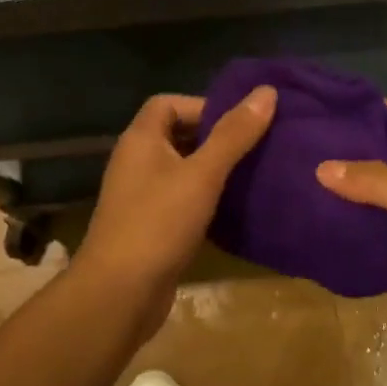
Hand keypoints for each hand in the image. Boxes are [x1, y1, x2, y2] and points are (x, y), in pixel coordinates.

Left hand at [74, 89, 276, 327]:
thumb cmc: (158, 223)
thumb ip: (234, 134)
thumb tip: (266, 91)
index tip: (241, 123)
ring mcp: (141, 196)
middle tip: (256, 146)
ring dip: (214, 170)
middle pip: (177, 135)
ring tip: (253, 174)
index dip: (204, 106)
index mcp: (141, 140)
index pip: (169, 103)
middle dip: (215, 137)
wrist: (119, 294)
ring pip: (182, 170)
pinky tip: (234, 208)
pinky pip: (182, 199)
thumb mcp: (202, 174)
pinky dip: (206, 198)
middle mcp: (137, 162)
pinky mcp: (151, 226)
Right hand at [315, 103, 386, 357]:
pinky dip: (355, 223)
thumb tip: (322, 167)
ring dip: (352, 190)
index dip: (375, 112)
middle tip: (308, 142)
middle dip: (355, 152)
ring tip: (304, 174)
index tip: (332, 106)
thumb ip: (377, 182)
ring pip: (383, 197)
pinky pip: (379, 230)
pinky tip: (321, 216)